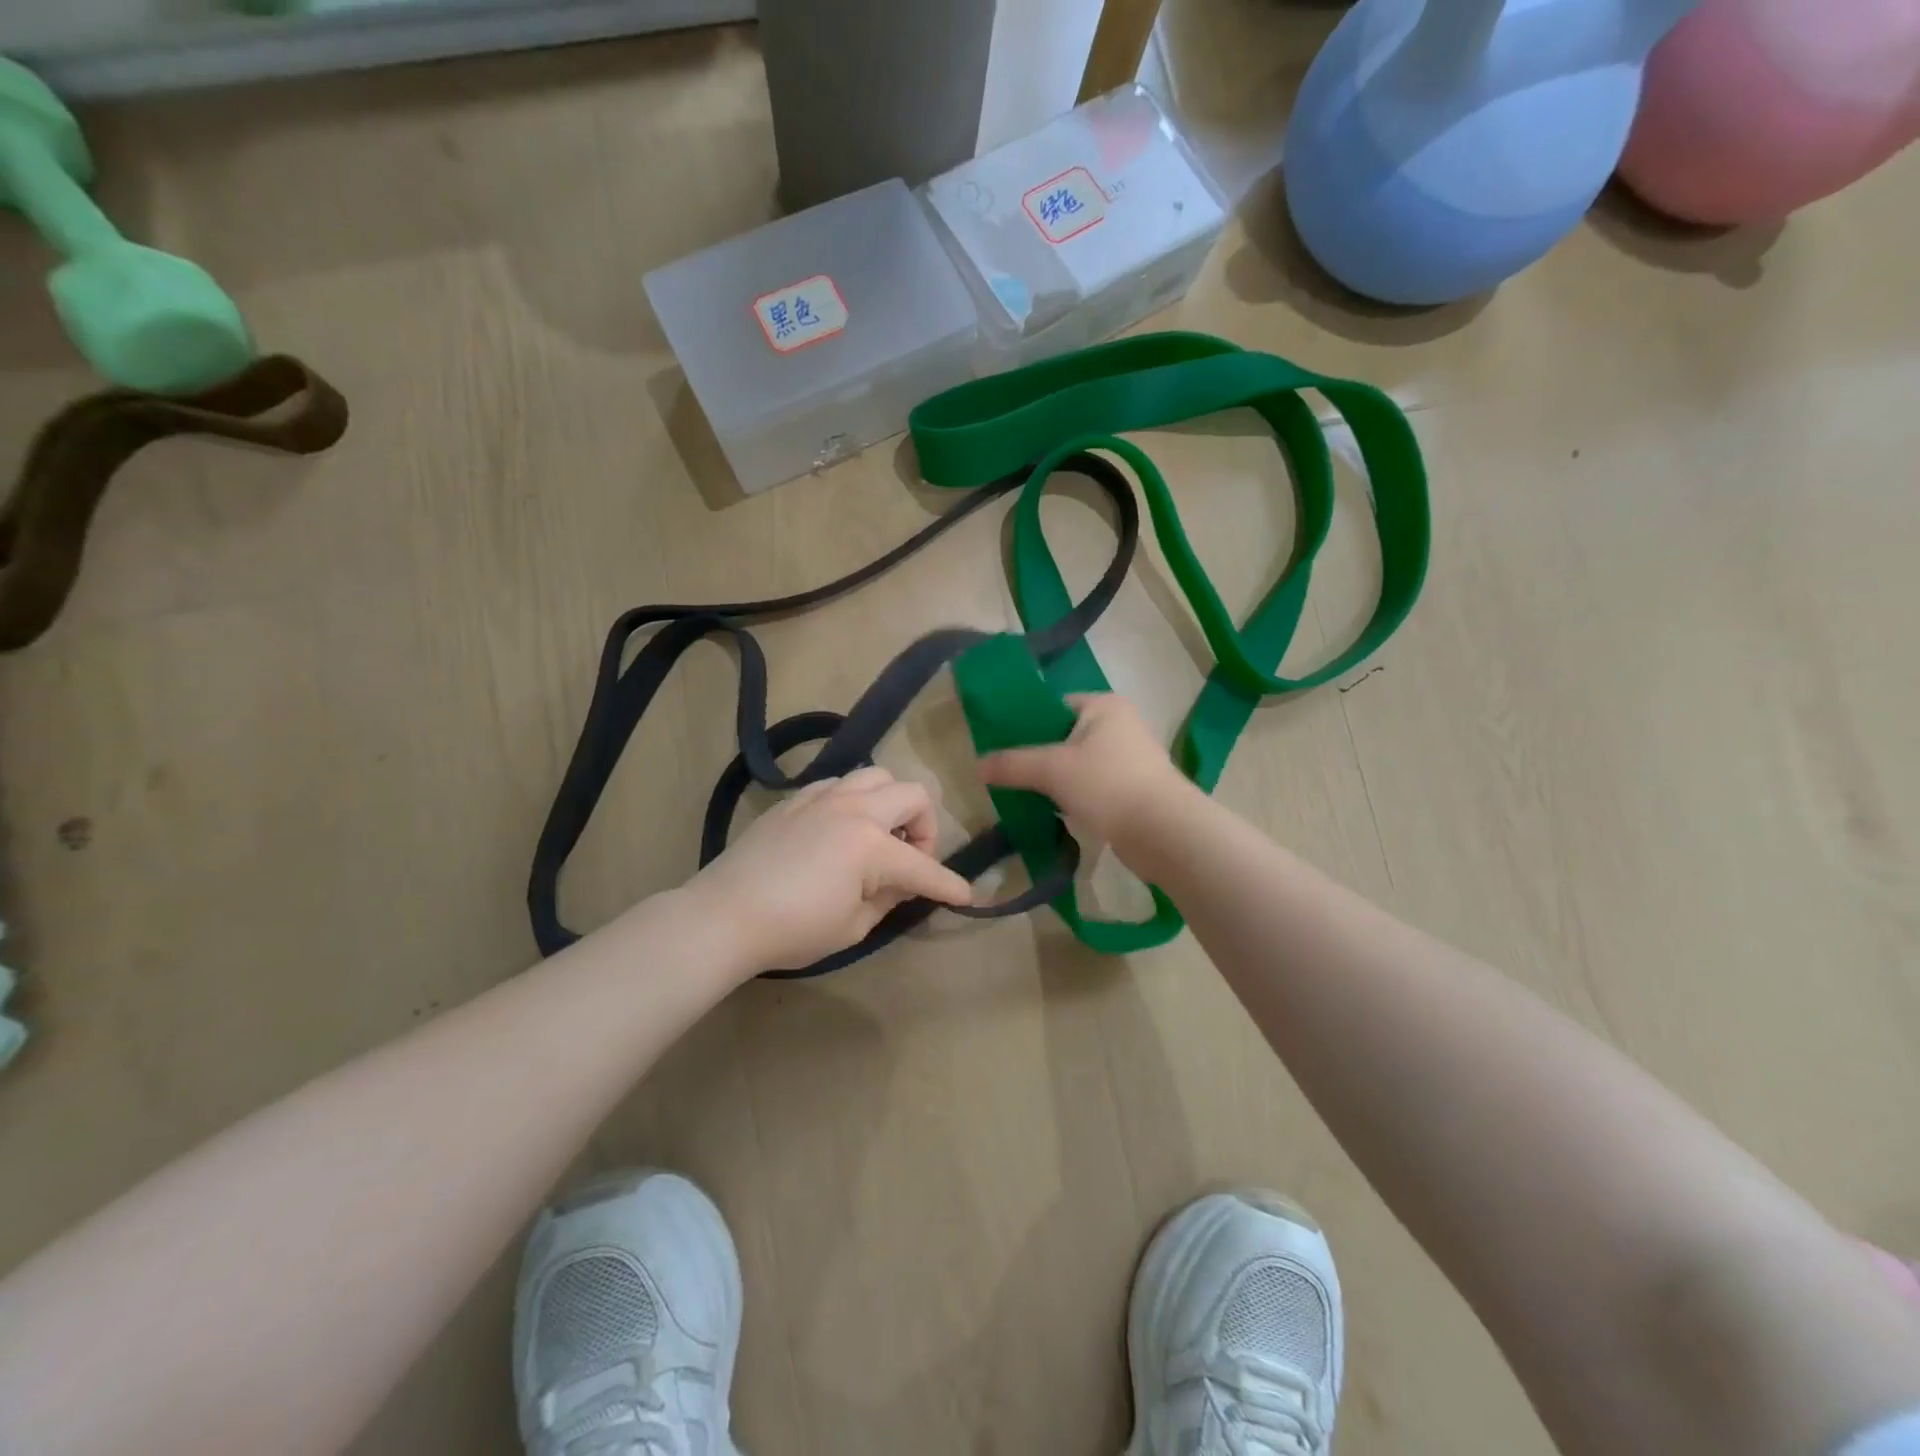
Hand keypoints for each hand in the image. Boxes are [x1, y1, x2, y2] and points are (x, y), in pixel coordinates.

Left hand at [686, 767, 973, 975]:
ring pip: (876, 777)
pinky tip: (840, 830)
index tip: (966, 896)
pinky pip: (839, 784)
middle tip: (911, 858)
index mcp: (870, 845)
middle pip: (912, 795)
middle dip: (925, 827)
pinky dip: (854, 801)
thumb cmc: (791, 930)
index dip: (949, 885)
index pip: (924, 866)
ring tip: (878, 836)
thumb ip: (888, 897)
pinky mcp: (796, 799)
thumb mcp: (852, 926)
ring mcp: (822, 797)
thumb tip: (903, 882)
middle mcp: (853, 809)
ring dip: (890, 804)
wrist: (723, 916)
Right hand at [978, 693, 1191, 850]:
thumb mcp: (1052, 769)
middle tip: (1006, 774)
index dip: (1025, 724)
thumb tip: (976, 766)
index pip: (1054, 706)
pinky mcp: (1132, 790)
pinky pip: (1091, 787)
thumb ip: (1012, 764)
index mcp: (1103, 706)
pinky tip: (1051, 813)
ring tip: (1022, 796)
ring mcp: (1129, 759)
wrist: (1163, 833)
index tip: (1000, 747)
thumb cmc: (1107, 785)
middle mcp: (1120, 725)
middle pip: (1063, 736)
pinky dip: (1072, 798)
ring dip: (1053, 781)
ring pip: (1076, 765)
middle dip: (1036, 757)